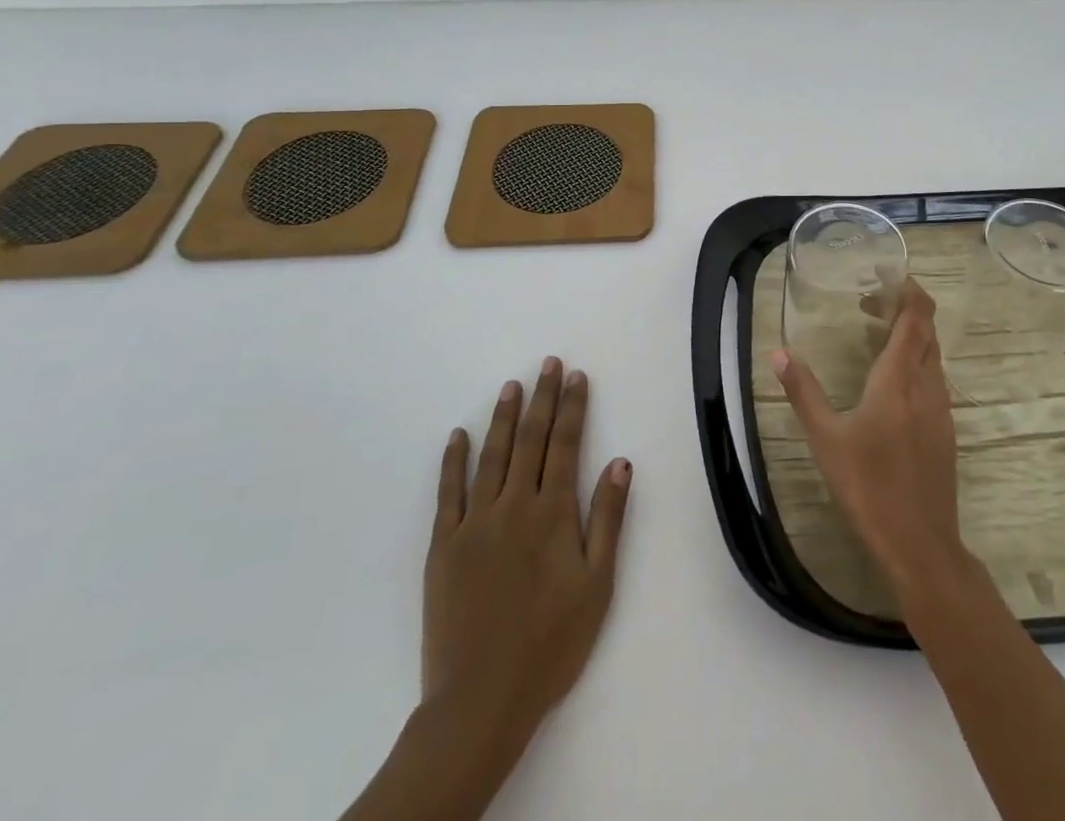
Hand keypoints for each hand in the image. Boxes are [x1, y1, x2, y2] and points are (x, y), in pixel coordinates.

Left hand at [425, 359, 632, 743]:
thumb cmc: (551, 644)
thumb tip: (620, 461)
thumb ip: (607, 519)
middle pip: (530, 439)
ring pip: (492, 456)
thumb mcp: (597, 585)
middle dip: (541, 398)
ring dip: (503, 417)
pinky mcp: (444, 546)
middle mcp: (514, 506)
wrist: (481, 700)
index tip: (575, 376)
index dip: (572, 407)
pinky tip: (458, 435)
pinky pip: (449, 492)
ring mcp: (475, 523)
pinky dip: (453, 461)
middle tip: (548, 363)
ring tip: (511, 385)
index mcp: (553, 514)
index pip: (565, 445)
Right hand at [770, 279, 964, 587]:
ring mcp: (941, 409)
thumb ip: (803, 391)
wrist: (920, 543)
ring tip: (877, 336)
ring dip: (912, 336)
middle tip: (871, 303)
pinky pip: (934, 380)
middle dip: (905, 309)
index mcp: (898, 379)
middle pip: (927, 332)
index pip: (916, 318)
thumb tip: (780, 353)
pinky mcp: (945, 430)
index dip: (909, 290)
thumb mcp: (825, 438)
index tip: (889, 275)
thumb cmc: (868, 486)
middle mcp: (926, 386)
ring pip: (933, 356)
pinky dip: (917, 363)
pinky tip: (892, 383)